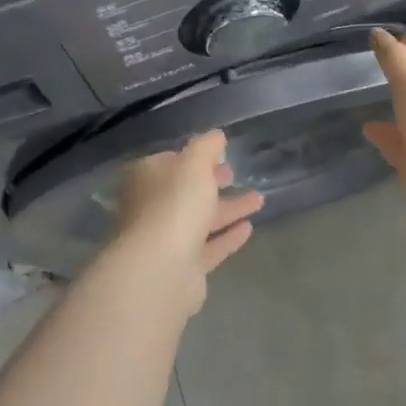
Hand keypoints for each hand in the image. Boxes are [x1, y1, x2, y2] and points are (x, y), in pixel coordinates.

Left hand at [106, 131, 263, 318]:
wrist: (160, 269)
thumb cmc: (174, 205)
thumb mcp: (194, 164)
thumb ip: (206, 146)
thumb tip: (216, 135)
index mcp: (146, 179)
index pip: (170, 162)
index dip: (195, 157)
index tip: (219, 154)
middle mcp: (151, 208)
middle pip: (185, 192)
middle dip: (210, 182)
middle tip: (233, 174)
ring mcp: (166, 240)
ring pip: (200, 220)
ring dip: (228, 209)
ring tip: (259, 200)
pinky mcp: (183, 267)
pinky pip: (209, 247)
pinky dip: (227, 237)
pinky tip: (249, 228)